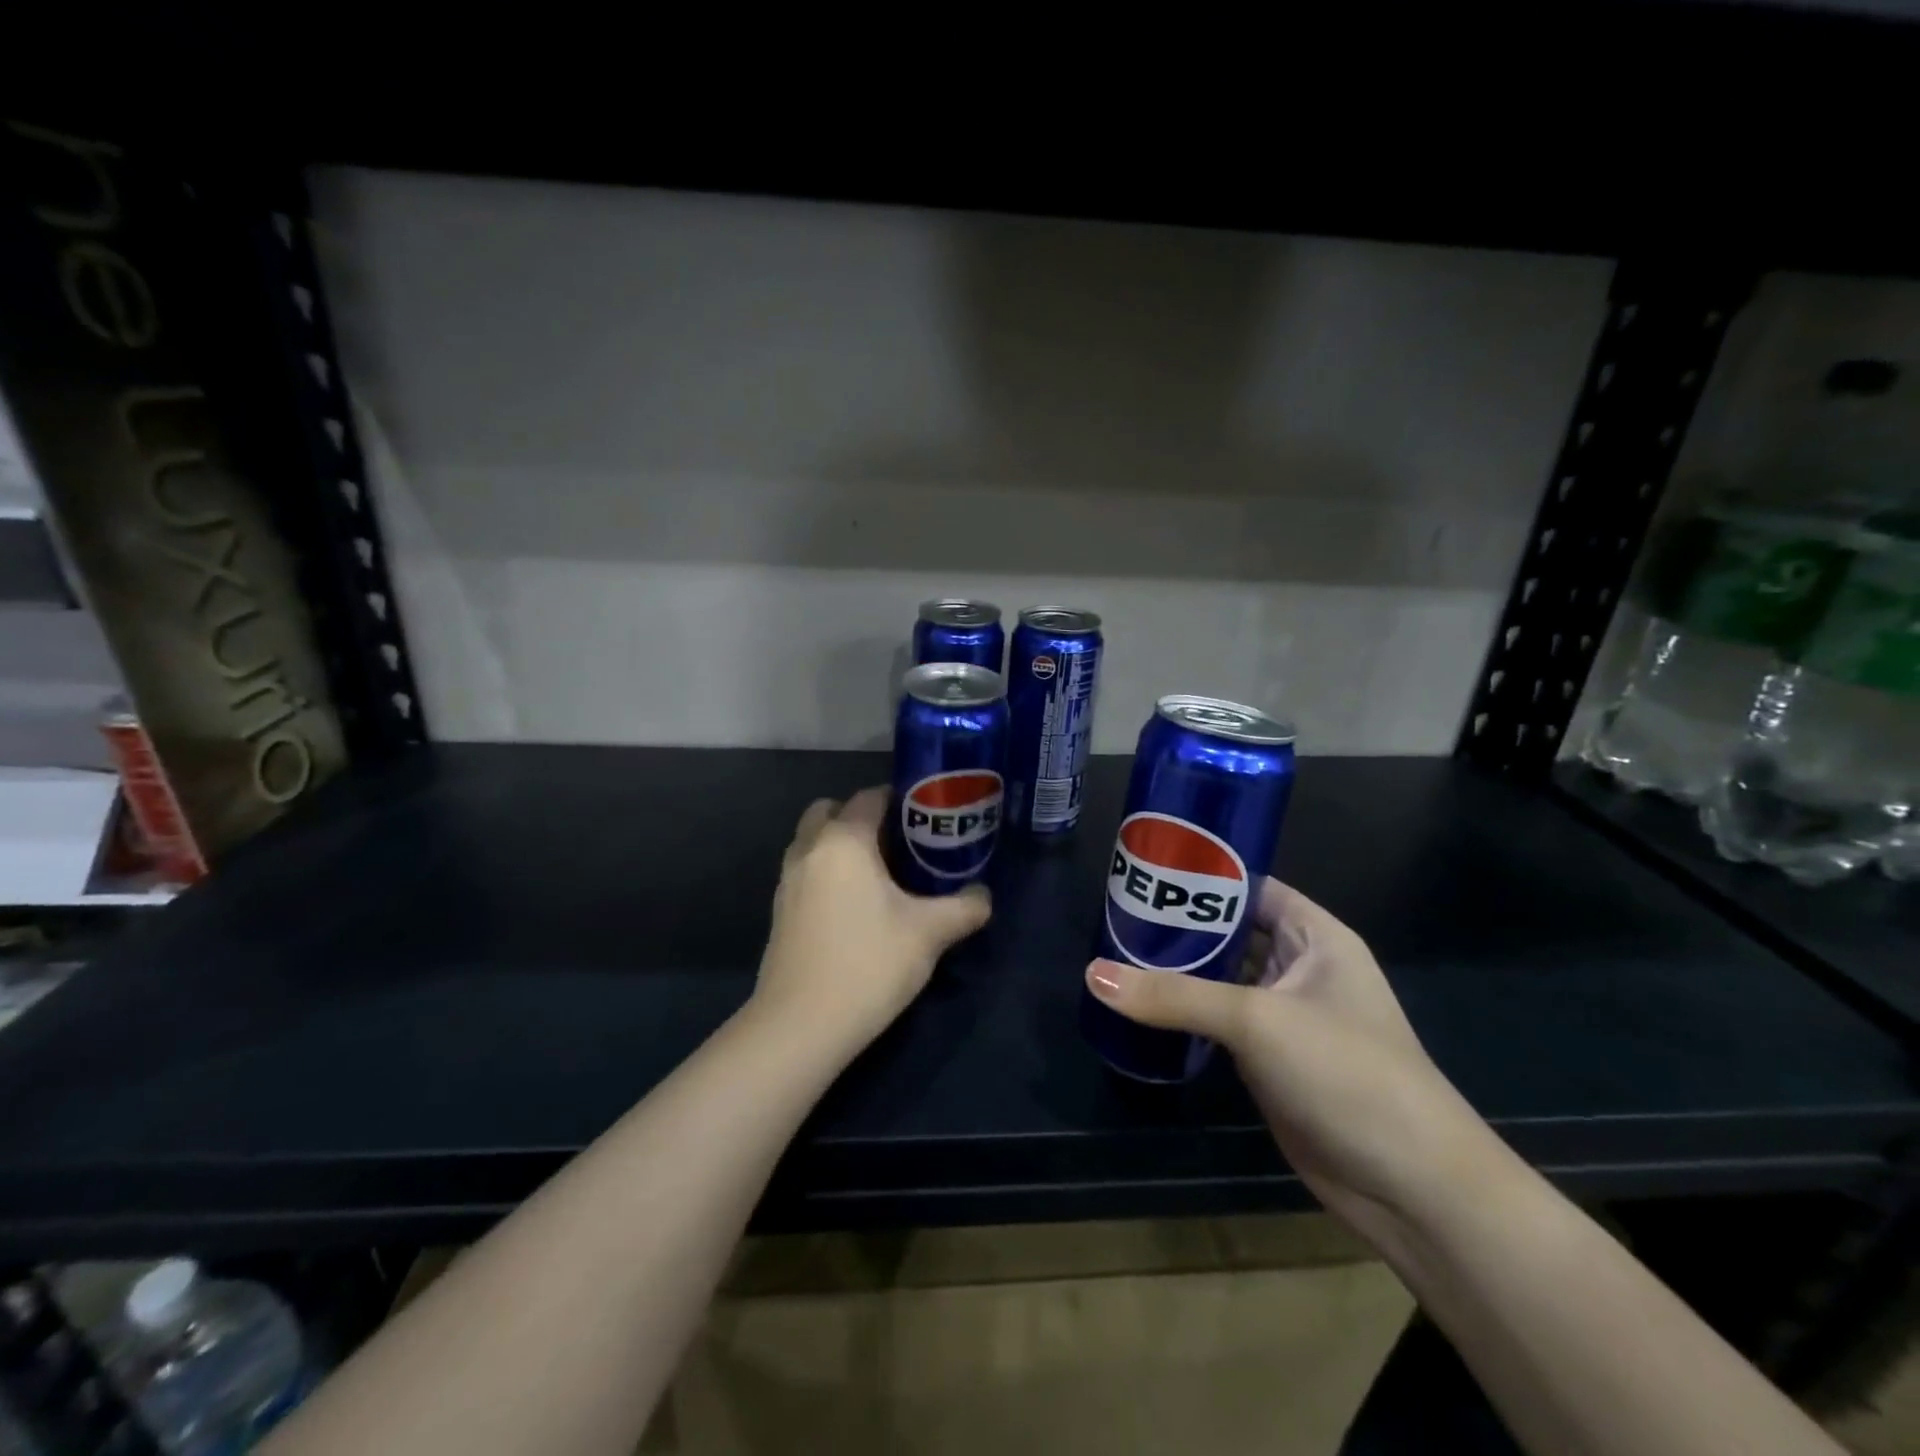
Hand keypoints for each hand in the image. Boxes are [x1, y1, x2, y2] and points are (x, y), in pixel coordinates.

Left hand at [755, 787, 991, 1055]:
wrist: (801, 1026)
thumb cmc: (868, 964)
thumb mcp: (928, 934)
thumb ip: (963, 908)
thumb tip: (984, 896)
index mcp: (843, 841)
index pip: (870, 797)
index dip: (901, 799)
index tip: (928, 816)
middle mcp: (809, 850)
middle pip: (832, 810)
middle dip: (862, 816)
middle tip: (899, 841)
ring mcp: (786, 881)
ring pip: (814, 841)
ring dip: (841, 844)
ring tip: (880, 873)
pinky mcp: (779, 911)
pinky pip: (806, 871)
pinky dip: (827, 871)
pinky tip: (855, 905)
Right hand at [1085, 877, 1503, 1248]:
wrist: (1409, 1186)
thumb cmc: (1345, 1071)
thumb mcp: (1257, 1020)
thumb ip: (1174, 995)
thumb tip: (1092, 974)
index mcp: (1315, 936)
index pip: (1249, 887)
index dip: (1201, 877)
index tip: (1143, 871)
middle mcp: (1300, 967)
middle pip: (1230, 932)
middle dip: (1179, 925)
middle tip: (1115, 914)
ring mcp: (1284, 1016)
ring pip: (1221, 979)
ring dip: (1177, 971)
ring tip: (1115, 951)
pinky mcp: (1269, 1059)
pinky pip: (1217, 1021)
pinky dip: (1183, 1013)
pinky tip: (1138, 1005)